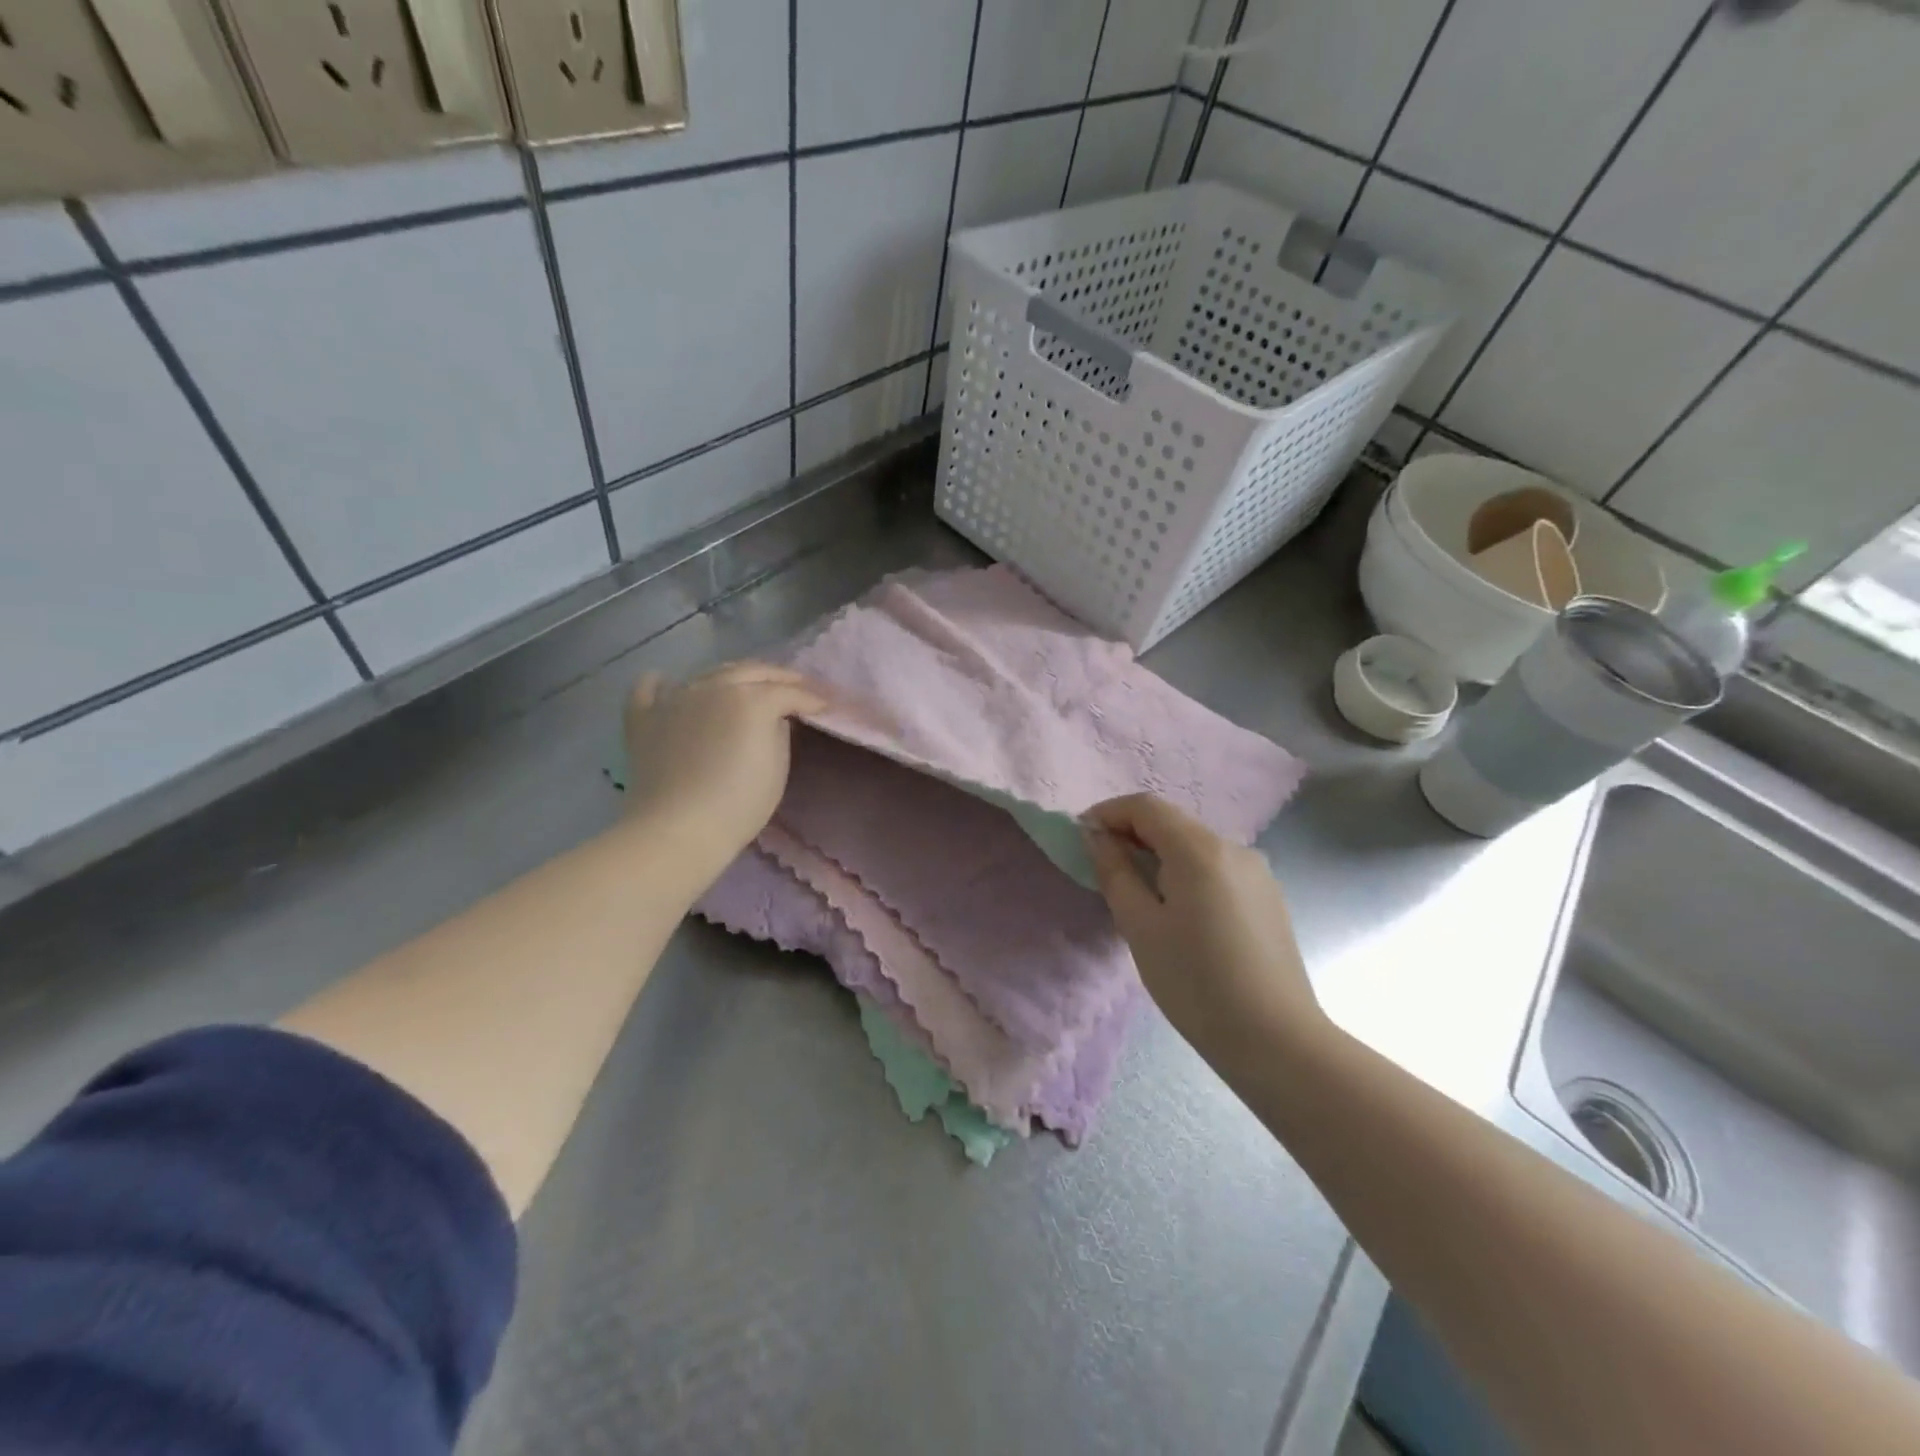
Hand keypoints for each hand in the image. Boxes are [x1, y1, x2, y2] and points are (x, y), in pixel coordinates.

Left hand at [621, 662, 829, 878]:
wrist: (677, 829)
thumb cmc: (738, 804)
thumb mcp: (778, 769)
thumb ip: (779, 733)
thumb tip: (772, 719)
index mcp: (751, 699)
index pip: (789, 692)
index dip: (811, 698)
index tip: (826, 705)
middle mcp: (713, 686)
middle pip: (752, 671)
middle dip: (779, 677)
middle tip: (796, 686)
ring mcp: (675, 698)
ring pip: (709, 673)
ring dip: (733, 675)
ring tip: (746, 684)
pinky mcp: (645, 717)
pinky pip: (650, 689)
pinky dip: (662, 683)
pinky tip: (668, 683)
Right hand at [1083, 794, 1326, 1061]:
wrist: (1276, 1041)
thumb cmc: (1195, 983)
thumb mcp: (1140, 927)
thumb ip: (1115, 872)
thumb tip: (1098, 837)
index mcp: (1200, 850)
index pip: (1146, 807)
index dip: (1108, 813)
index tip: (1081, 837)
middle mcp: (1234, 848)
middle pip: (1172, 822)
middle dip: (1132, 834)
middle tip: (1103, 866)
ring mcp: (1257, 871)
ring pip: (1195, 845)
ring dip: (1159, 854)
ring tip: (1137, 891)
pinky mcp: (1268, 896)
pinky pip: (1216, 868)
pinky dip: (1186, 872)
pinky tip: (1178, 910)